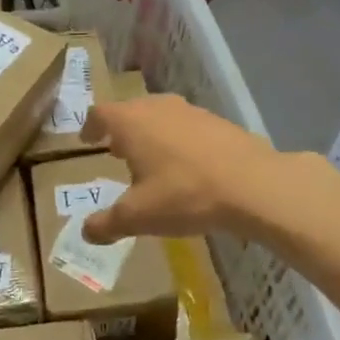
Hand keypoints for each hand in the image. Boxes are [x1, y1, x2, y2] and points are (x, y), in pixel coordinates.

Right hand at [81, 95, 280, 243]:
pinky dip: (178, 141)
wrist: (254, 185)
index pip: (100, 113)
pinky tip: (187, 167)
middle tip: (116, 152)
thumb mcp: (138, 217)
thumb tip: (85, 232)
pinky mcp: (220, 122)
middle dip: (121, 130)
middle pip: (131, 110)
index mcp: (131, 122)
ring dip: (151, 134)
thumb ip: (107, 224)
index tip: (87, 140)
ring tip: (151, 160)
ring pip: (161, 116)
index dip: (90, 127)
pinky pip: (187, 127)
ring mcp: (192, 111)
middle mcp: (158, 107)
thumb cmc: (184, 195)